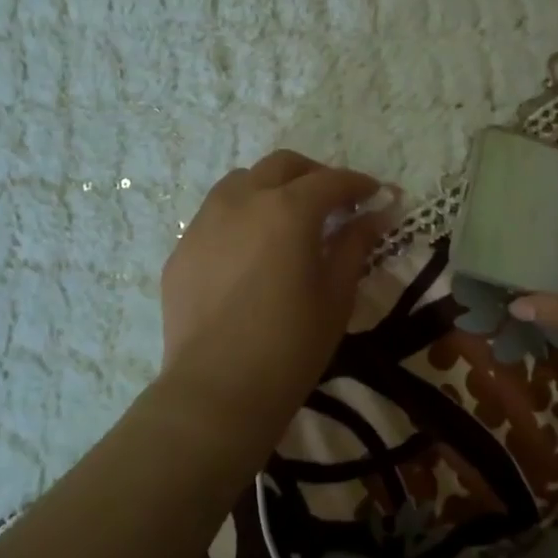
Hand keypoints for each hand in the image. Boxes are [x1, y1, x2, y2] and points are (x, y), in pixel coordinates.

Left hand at [159, 150, 389, 426]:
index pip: (330, 181)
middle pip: (281, 166)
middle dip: (313, 175)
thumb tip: (375, 216)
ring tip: (286, 219)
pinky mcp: (181, 249)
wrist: (217, 392)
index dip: (358, 184)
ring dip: (271, 188)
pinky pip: (214, 216)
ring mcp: (204, 222)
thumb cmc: (290, 346)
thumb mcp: (336, 296)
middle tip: (333, 201)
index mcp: (287, 210)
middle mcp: (242, 201)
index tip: (375, 194)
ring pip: (241, 182)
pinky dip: (240, 218)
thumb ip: (354, 246)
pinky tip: (249, 252)